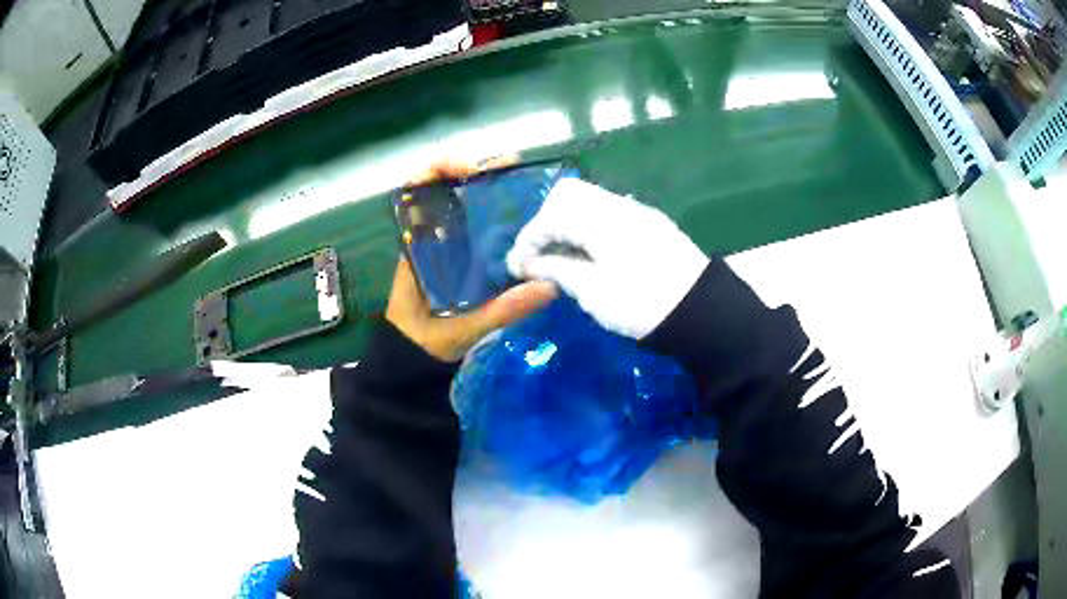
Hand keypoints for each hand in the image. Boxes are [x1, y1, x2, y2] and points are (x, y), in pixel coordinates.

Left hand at [386, 159, 558, 361]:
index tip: (473, 167)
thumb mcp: (462, 326)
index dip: (441, 167)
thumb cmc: (425, 340)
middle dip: (480, 171)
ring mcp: (448, 245)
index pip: (420, 187)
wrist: (414, 362)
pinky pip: (480, 227)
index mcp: (418, 243)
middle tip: (515, 170)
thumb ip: (501, 310)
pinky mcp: (463, 259)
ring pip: (467, 203)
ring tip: (527, 185)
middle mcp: (431, 235)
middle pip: (451, 187)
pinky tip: (527, 217)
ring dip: (494, 188)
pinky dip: (501, 215)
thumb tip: (549, 288)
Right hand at [506, 178, 707, 338]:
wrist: (702, 311)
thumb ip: (559, 270)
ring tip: (561, 258)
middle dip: (546, 223)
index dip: (528, 241)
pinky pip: (608, 214)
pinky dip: (588, 228)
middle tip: (540, 255)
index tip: (517, 269)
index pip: (550, 216)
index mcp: (600, 218)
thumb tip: (533, 264)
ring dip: (567, 224)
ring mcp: (636, 212)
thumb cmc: (642, 303)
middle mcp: (617, 205)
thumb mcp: (594, 291)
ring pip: (589, 202)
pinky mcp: (650, 224)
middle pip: (568, 194)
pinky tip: (589, 255)